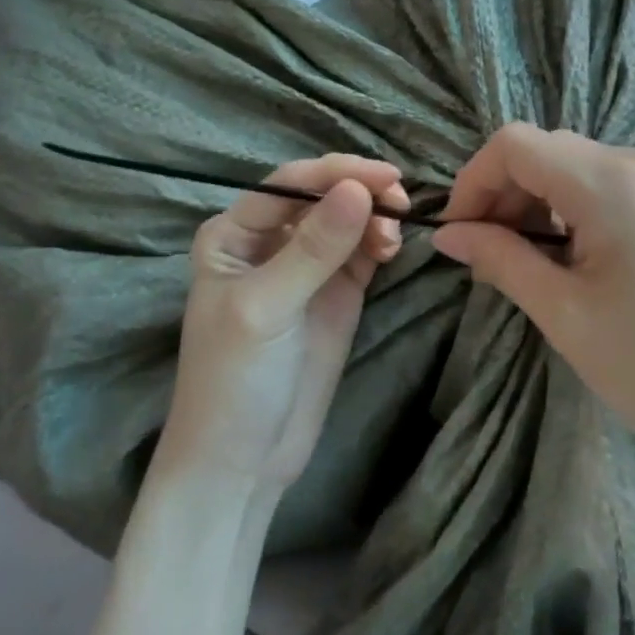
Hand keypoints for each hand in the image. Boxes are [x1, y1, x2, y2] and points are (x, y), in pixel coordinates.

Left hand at [161, 155, 407, 491]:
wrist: (243, 461)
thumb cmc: (234, 381)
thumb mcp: (268, 309)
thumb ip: (313, 249)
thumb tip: (359, 188)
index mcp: (234, 234)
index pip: (291, 184)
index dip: (338, 173)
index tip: (387, 178)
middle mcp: (269, 241)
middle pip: (322, 196)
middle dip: (362, 192)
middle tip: (400, 204)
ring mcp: (307, 267)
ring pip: (348, 220)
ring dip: (375, 217)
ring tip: (393, 239)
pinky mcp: (336, 293)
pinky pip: (362, 251)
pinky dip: (380, 242)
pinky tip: (391, 249)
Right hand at [432, 125, 634, 482]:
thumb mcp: (566, 317)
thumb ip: (501, 260)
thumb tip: (447, 235)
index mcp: (617, 186)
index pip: (517, 145)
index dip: (473, 181)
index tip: (457, 233)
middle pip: (547, 150)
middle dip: (503, 194)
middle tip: (484, 255)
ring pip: (575, 163)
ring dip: (536, 201)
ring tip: (521, 260)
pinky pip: (608, 180)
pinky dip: (572, 205)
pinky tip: (567, 252)